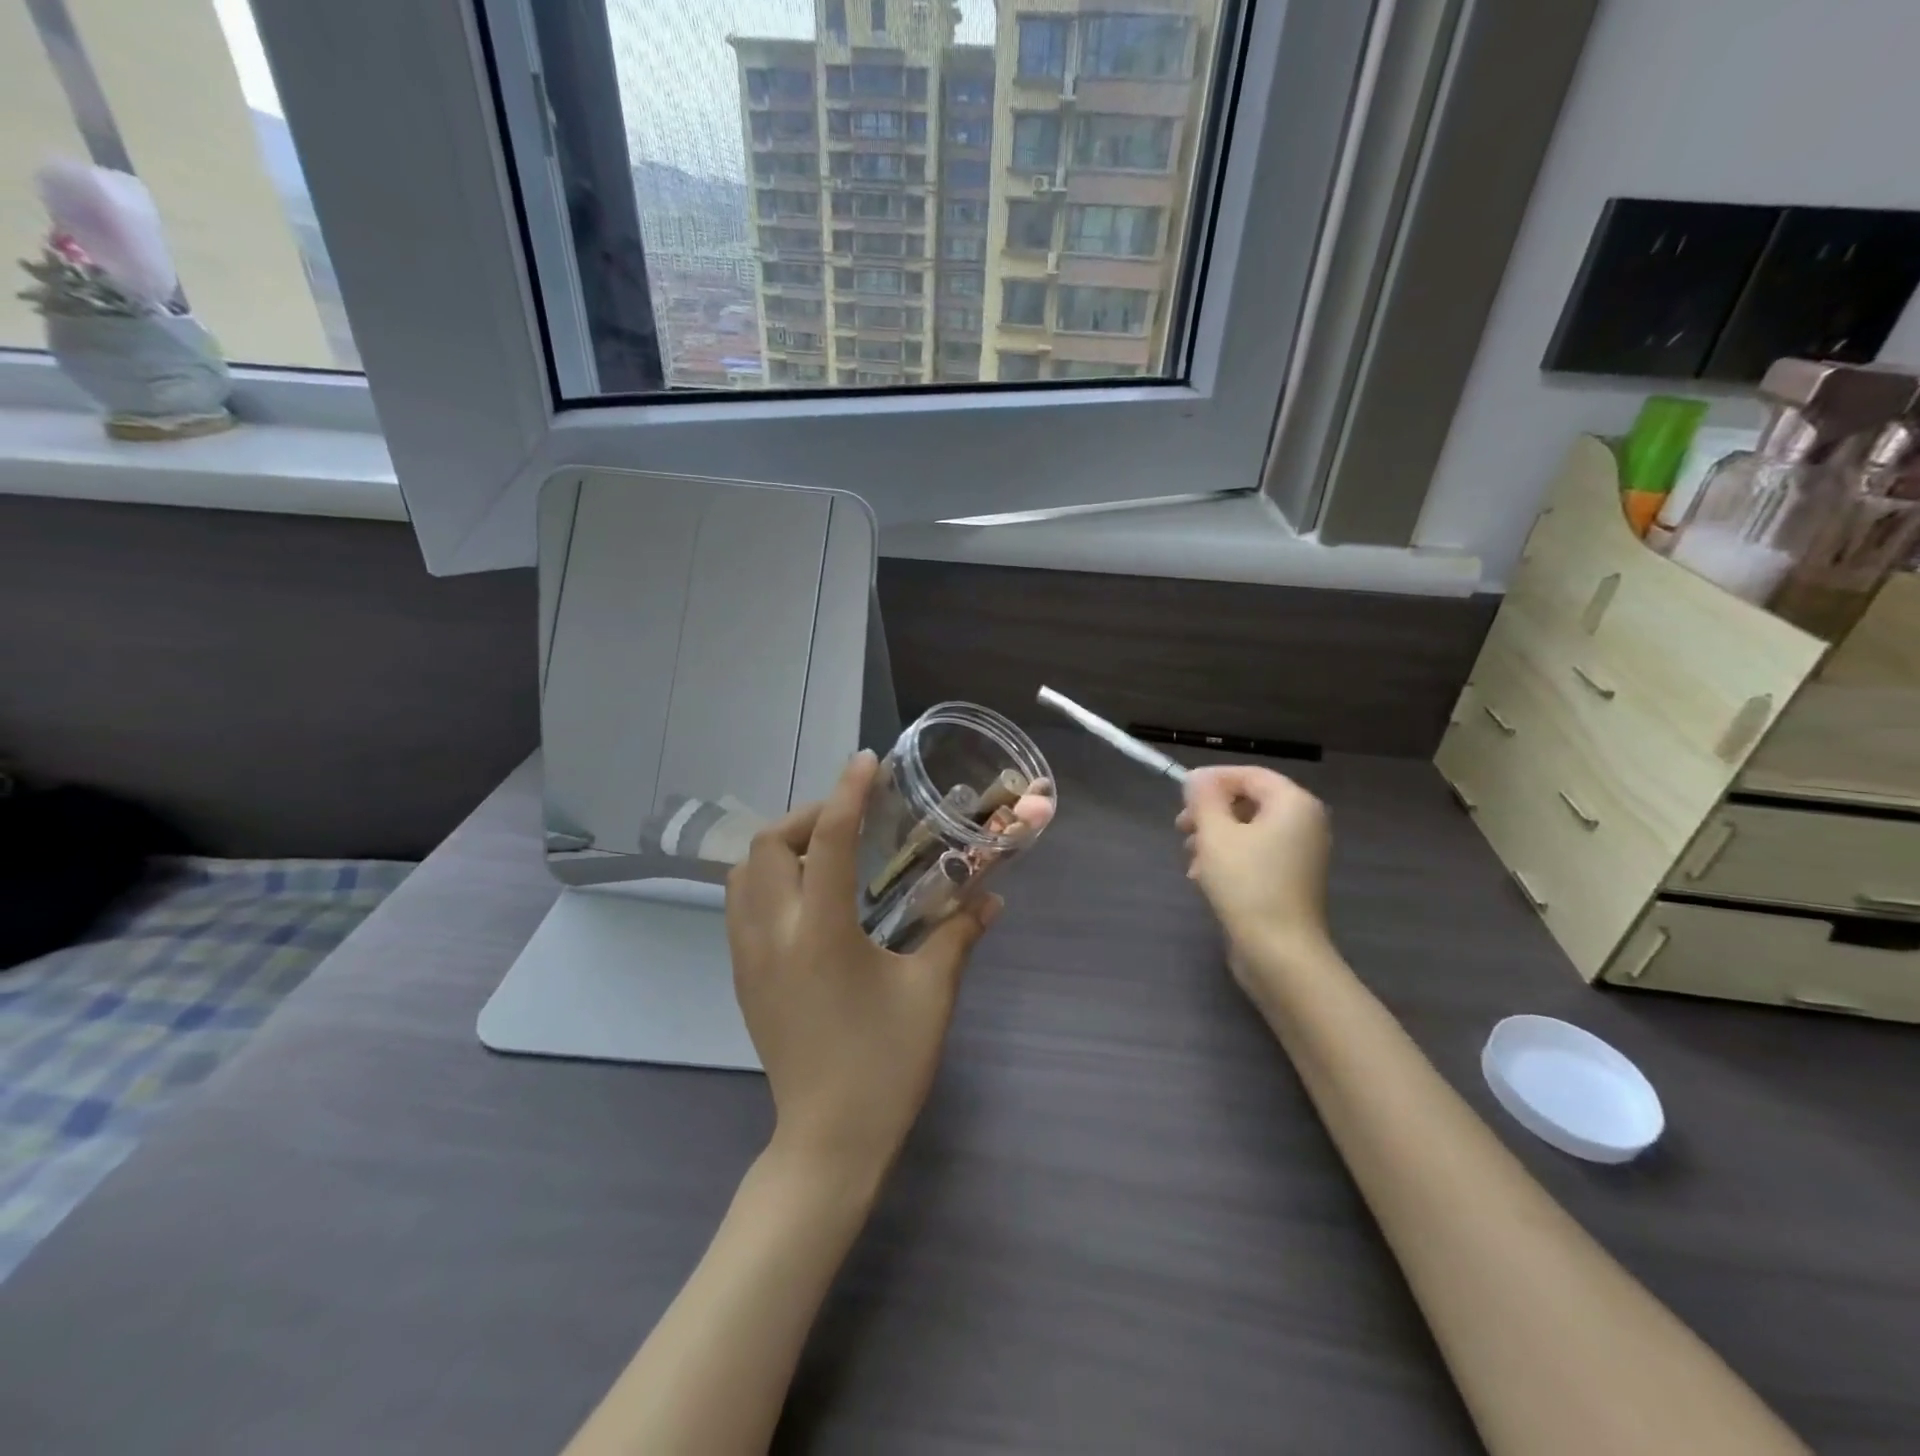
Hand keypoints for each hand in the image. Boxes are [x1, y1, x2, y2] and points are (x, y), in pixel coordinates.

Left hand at [726, 751, 999, 1182]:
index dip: (848, 793)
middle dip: (807, 817)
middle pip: (767, 846)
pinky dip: (767, 879)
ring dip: (780, 847)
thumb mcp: (931, 994)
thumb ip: (958, 935)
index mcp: (822, 933)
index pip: (831, 842)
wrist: (828, 1141)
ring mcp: (748, 957)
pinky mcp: (743, 978)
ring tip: (826, 853)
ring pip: (743, 873)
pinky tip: (808, 896)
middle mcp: (774, 934)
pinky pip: (740, 905)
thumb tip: (991, 899)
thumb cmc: (885, 1065)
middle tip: (850, 821)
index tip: (866, 763)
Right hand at [1176, 765, 1331, 971]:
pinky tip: (1202, 877)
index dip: (1212, 779)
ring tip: (1190, 857)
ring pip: (1248, 830)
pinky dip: (1228, 858)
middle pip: (1249, 801)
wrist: (1279, 952)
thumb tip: (1197, 779)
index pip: (1250, 774)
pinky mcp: (1289, 879)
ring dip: (1214, 837)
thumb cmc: (1247, 884)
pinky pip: (1255, 854)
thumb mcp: (1216, 834)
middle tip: (1181, 827)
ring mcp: (1300, 854)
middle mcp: (1304, 823)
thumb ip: (1204, 798)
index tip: (1180, 793)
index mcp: (1294, 804)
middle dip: (1211, 811)